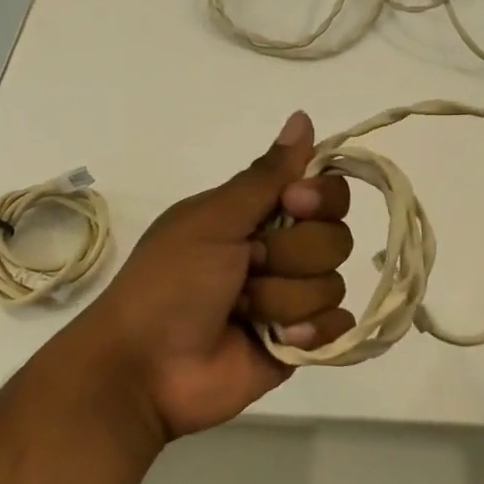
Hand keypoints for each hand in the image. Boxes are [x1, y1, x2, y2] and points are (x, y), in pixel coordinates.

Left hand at [73, 111, 354, 440]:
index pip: (325, 190)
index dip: (320, 197)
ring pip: (332, 283)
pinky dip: (309, 333)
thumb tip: (303, 116)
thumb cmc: (170, 281)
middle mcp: (280, 251)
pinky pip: (338, 328)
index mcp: (258, 215)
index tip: (293, 203)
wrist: (145, 367)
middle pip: (335, 237)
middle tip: (246, 268)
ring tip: (242, 312)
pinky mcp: (299, 344)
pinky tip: (275, 339)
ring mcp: (291, 298)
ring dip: (283, 299)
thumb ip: (266, 175)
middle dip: (290, 256)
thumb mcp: (213, 219)